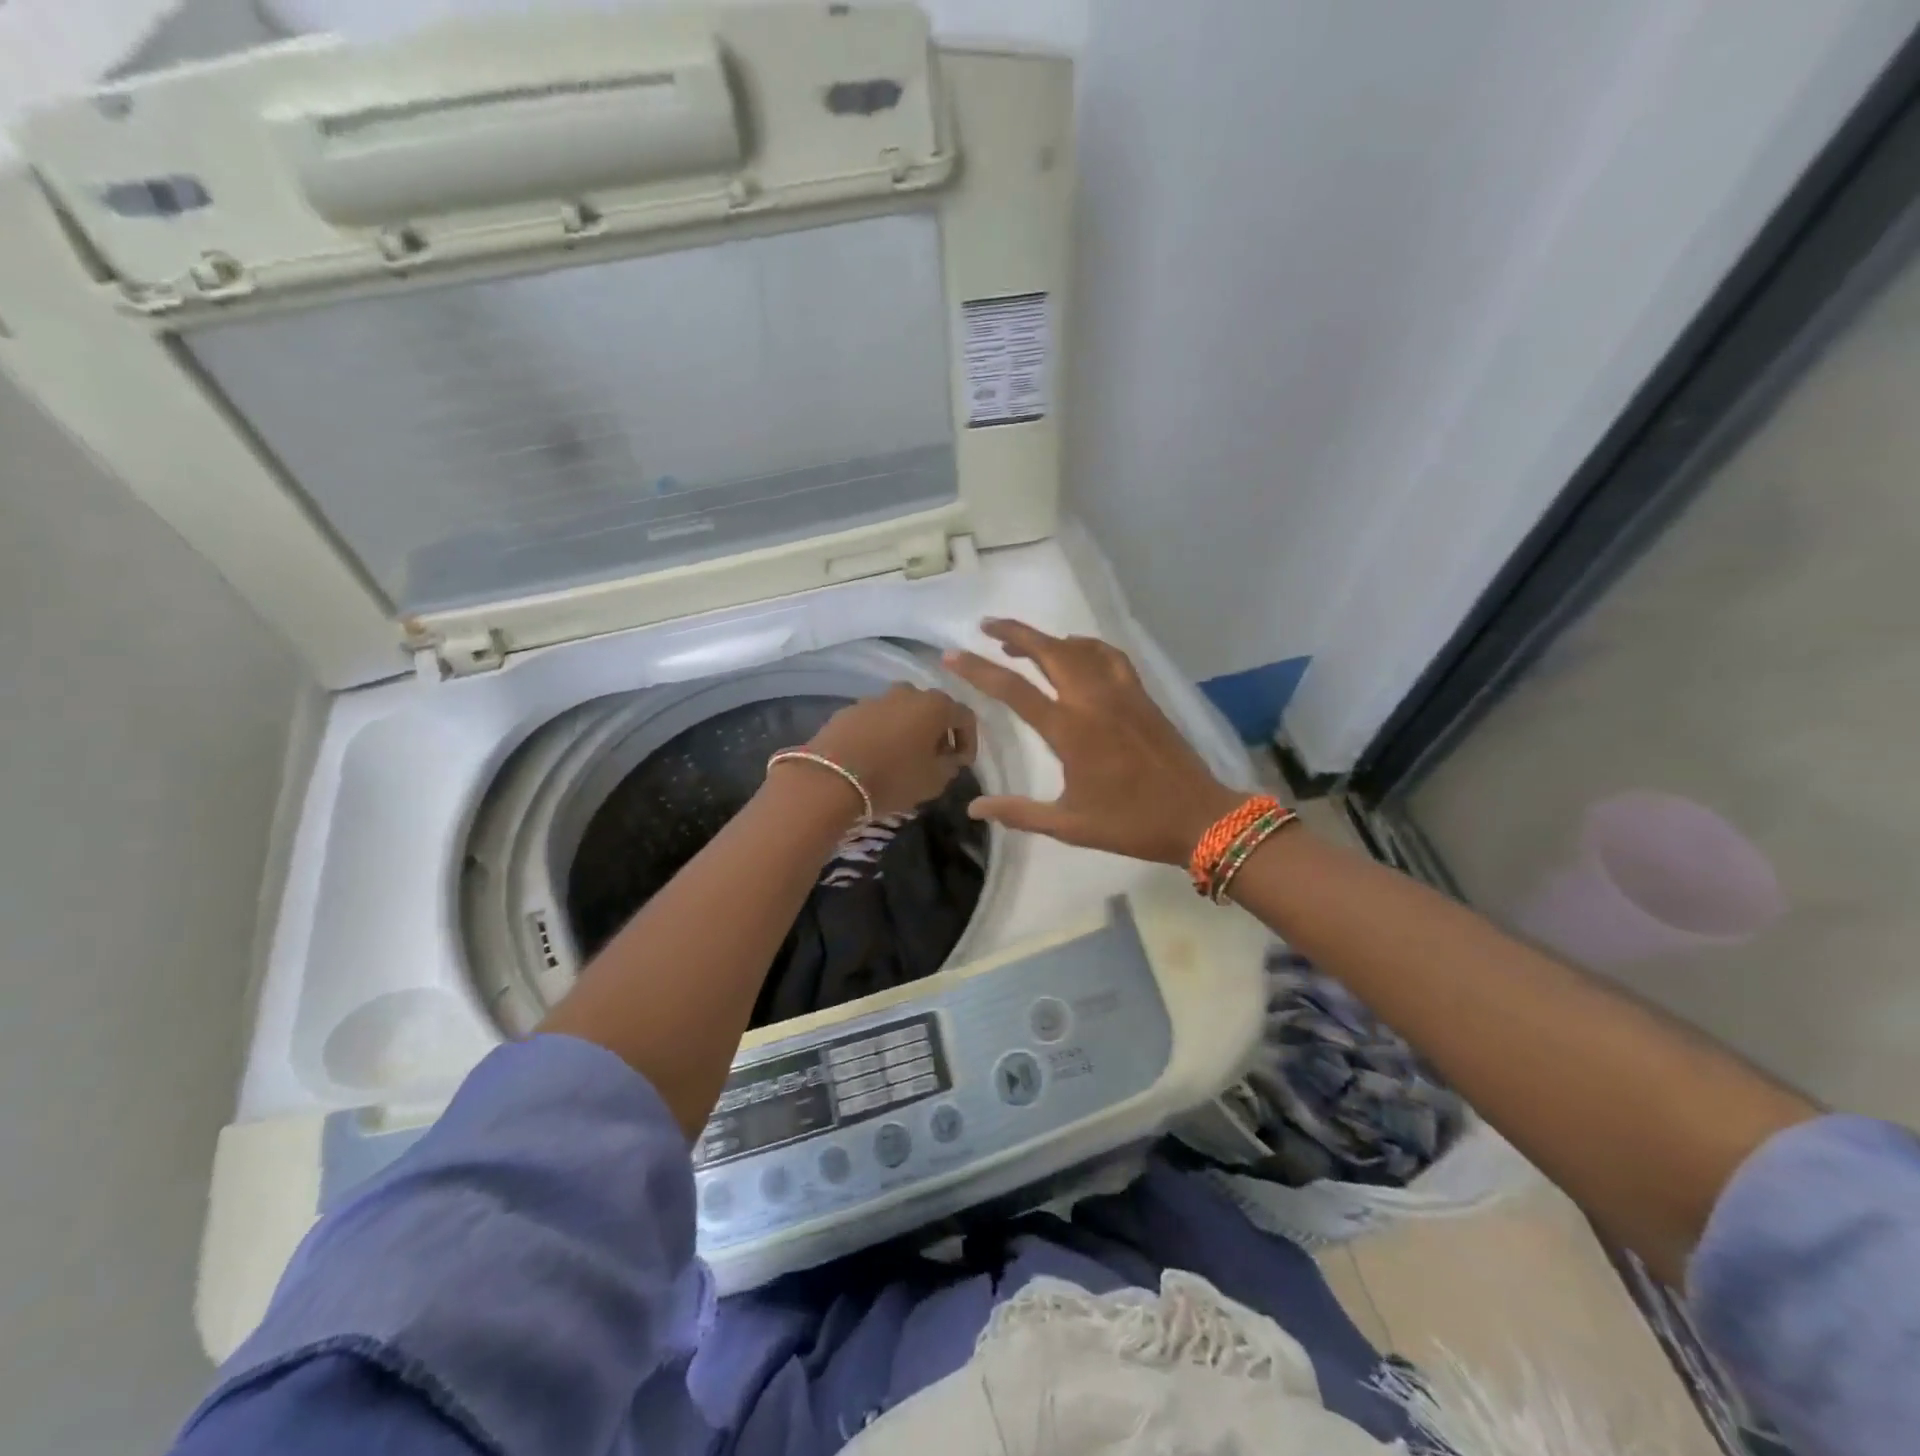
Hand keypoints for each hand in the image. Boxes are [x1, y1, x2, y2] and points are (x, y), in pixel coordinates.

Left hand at [801, 683, 976, 818]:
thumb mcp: (935, 780)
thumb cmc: (893, 778)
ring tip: (904, 757)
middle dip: (938, 732)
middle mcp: (908, 692)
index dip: (969, 740)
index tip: (963, 764)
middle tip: (935, 758)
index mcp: (935, 705)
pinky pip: (877, 719)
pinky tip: (877, 756)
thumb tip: (950, 758)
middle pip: (932, 709)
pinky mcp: (850, 709)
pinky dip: (883, 733)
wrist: (831, 778)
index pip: (965, 716)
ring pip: (903, 711)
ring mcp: (876, 698)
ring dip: (909, 730)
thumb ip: (950, 766)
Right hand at [944, 619, 1242, 865]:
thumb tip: (974, 808)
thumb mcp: (1069, 825)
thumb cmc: (1130, 823)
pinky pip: (1110, 657)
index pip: (1014, 690)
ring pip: (1080, 648)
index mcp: (1070, 730)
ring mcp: (1121, 693)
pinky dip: (1087, 646)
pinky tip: (1078, 653)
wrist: (1197, 816)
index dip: (979, 670)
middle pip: (1048, 651)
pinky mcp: (1141, 695)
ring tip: (1024, 643)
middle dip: (1014, 634)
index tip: (952, 655)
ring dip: (1048, 639)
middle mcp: (1093, 701)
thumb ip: (1019, 812)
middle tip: (987, 627)